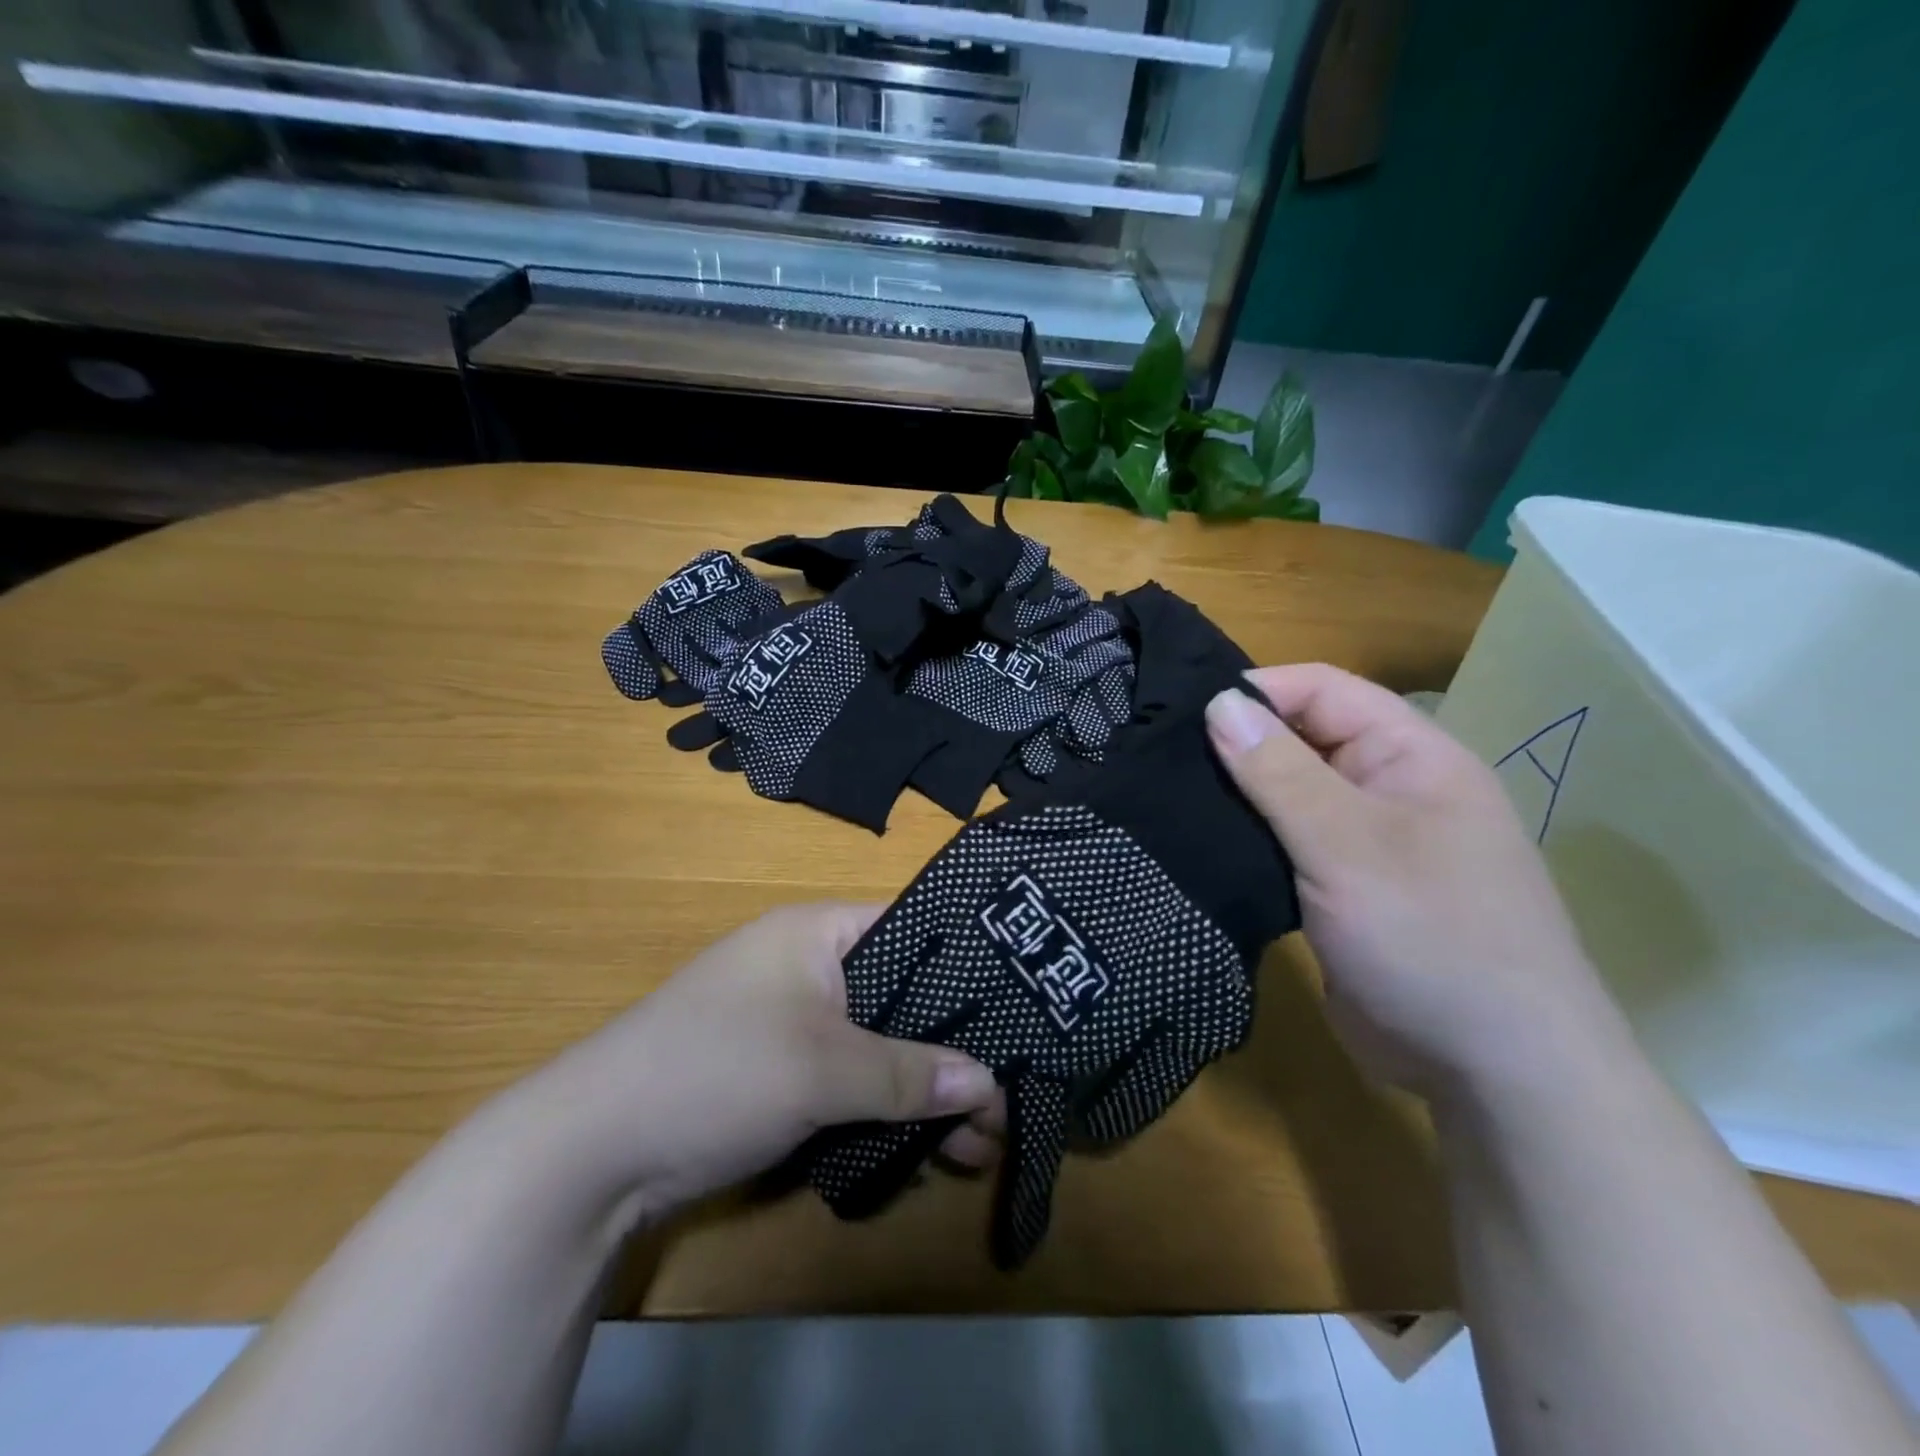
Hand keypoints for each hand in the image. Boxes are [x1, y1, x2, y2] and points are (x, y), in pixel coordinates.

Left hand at [523, 903, 1004, 1218]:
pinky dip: (884, 1110)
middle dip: (948, 1048)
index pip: (909, 926)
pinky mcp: (780, 1075)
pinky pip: (849, 1081)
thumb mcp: (823, 1068)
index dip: (964, 962)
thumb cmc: (718, 1069)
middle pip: (899, 996)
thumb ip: (908, 1074)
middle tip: (1004, 1096)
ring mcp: (793, 1024)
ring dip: (921, 1091)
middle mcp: (808, 968)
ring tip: (979, 1142)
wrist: (594, 1150)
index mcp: (816, 933)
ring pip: (877, 1046)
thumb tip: (989, 1084)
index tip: (1017, 1004)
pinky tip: (928, 1150)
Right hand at [1205, 664, 1627, 1097]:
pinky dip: (1248, 841)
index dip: (1258, 690)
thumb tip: (1218, 703)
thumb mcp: (1347, 845)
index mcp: (1411, 757)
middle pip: (1303, 739)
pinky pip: (1286, 846)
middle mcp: (1389, 789)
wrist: (1495, 1074)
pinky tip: (1201, 846)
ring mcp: (1366, 844)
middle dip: (1239, 745)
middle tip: (1161, 760)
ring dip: (1238, 797)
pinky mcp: (1341, 891)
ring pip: (1289, 796)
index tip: (1185, 715)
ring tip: (1168, 799)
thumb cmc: (1431, 937)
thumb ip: (1279, 772)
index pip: (1324, 690)